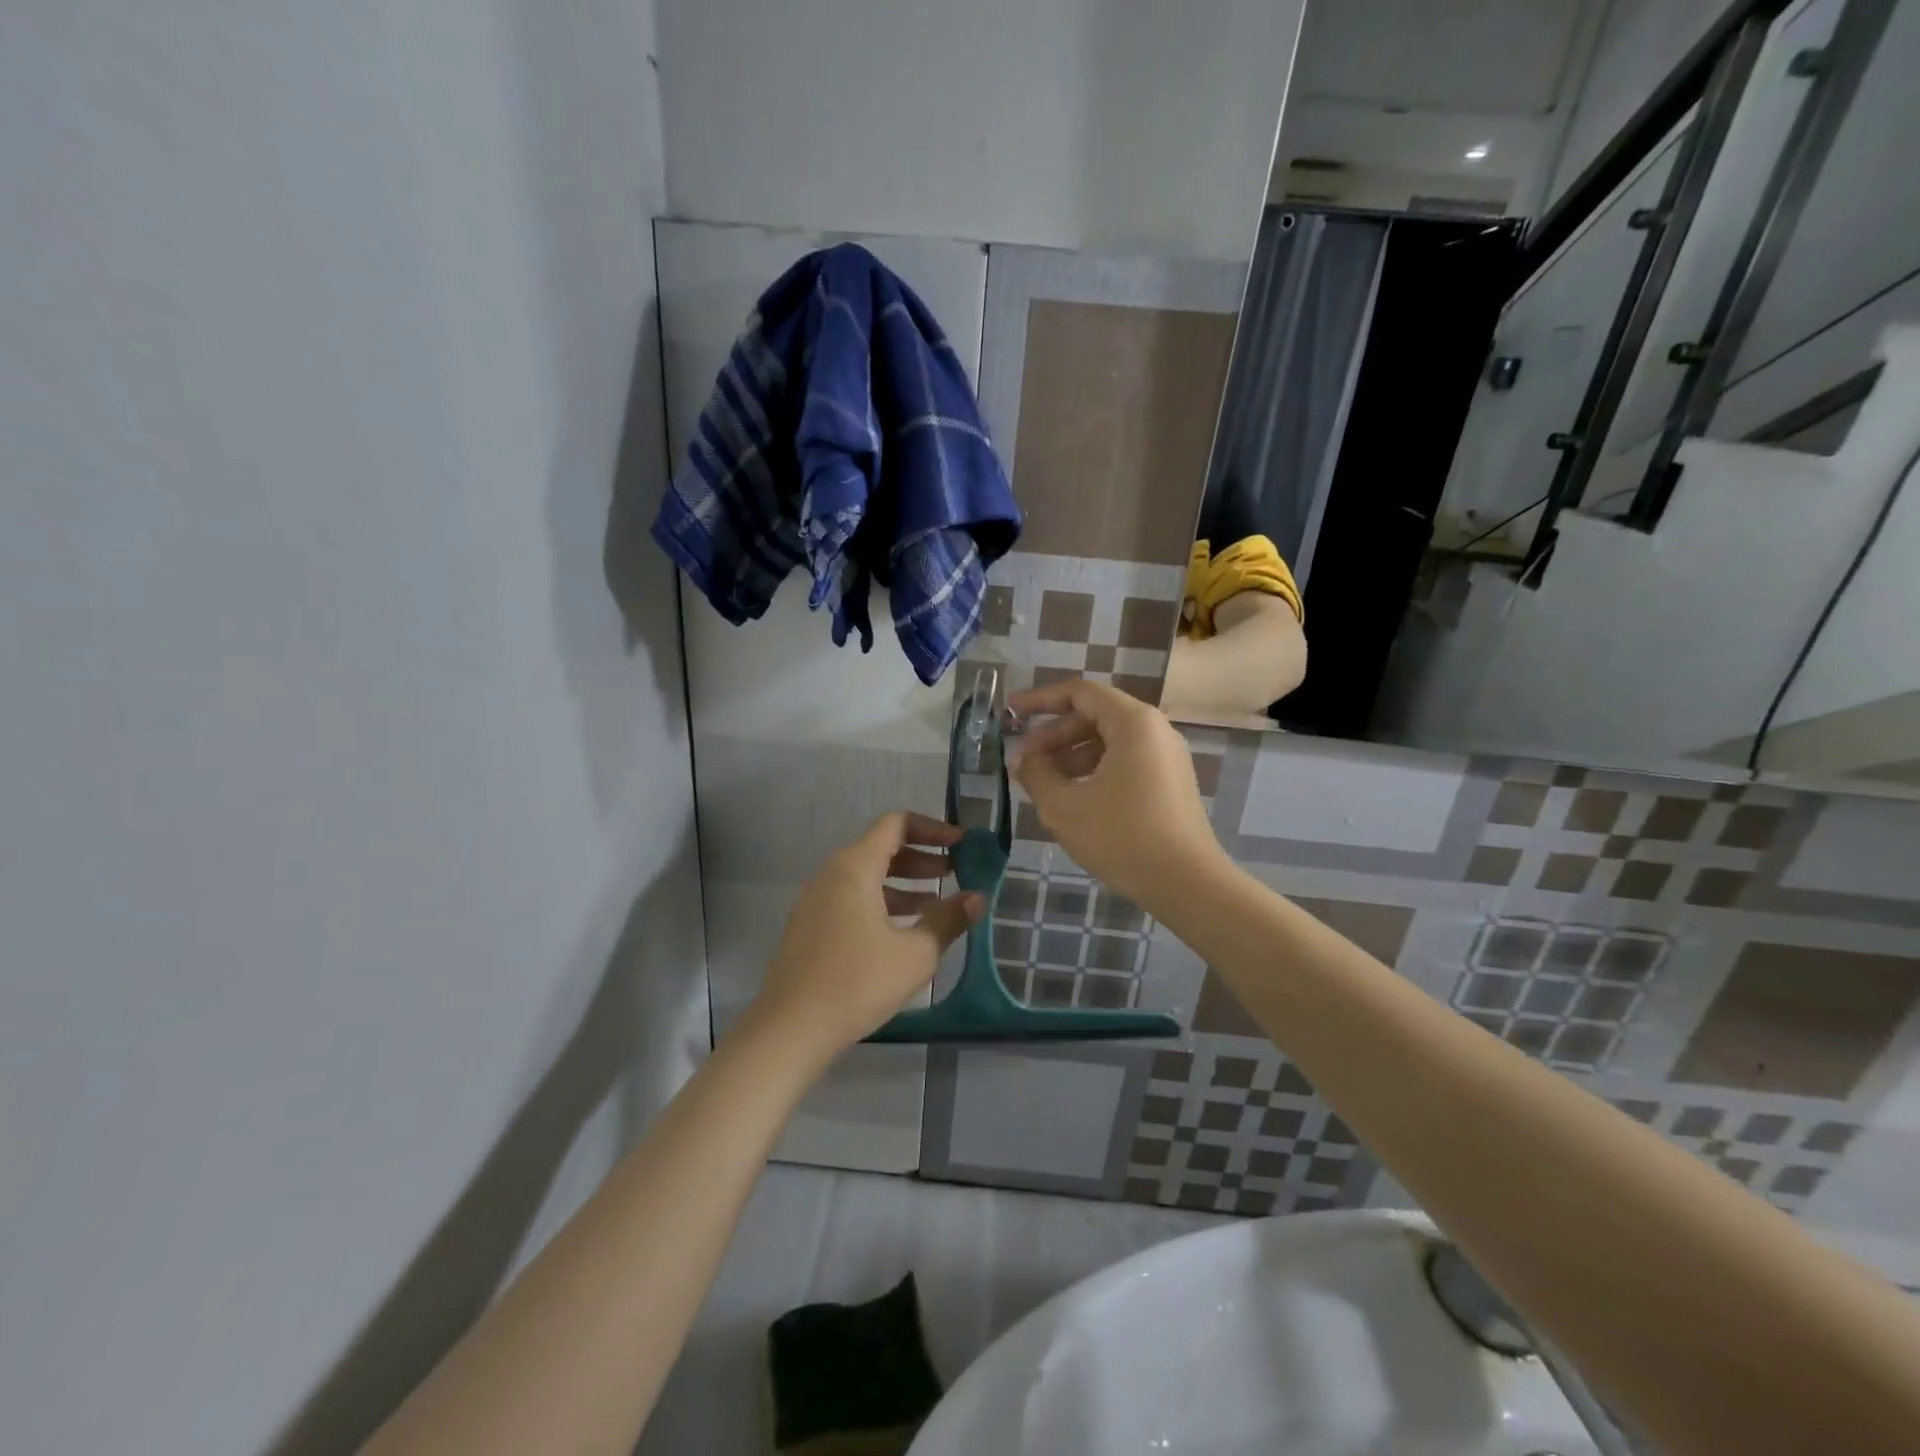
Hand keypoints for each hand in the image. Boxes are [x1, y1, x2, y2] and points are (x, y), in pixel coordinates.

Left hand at [744, 812, 983, 1063]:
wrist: (790, 1030)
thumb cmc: (857, 983)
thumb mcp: (915, 954)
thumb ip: (948, 920)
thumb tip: (977, 898)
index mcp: (854, 867)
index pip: (897, 824)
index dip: (933, 829)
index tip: (962, 845)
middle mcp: (831, 874)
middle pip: (881, 848)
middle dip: (922, 857)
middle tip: (956, 871)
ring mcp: (816, 901)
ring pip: (867, 876)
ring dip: (904, 883)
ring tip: (937, 903)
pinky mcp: (810, 927)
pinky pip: (852, 899)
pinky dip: (882, 902)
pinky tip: (904, 931)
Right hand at [1008, 680, 1228, 909]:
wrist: (1187, 884)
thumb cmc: (1121, 837)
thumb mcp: (1064, 806)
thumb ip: (1036, 774)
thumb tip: (1022, 759)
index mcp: (1133, 722)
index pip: (1079, 693)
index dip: (1039, 700)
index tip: (1009, 713)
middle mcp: (1154, 730)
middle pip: (1094, 716)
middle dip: (1053, 734)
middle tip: (1023, 760)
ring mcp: (1166, 757)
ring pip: (1109, 741)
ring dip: (1070, 755)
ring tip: (1042, 784)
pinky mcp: (1170, 783)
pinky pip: (1125, 761)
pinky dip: (1094, 770)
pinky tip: (1073, 798)